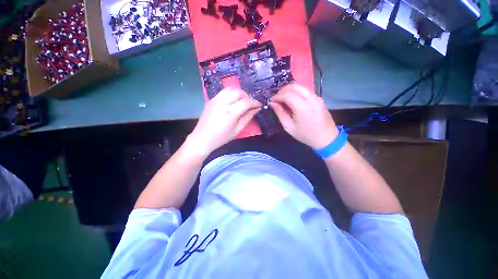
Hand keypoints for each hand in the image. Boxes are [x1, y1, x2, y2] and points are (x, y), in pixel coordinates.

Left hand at [187, 88, 261, 156]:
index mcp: (231, 112)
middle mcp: (223, 102)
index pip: (246, 102)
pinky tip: (231, 102)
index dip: (255, 103)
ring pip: (230, 89)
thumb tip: (256, 109)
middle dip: (247, 96)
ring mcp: (215, 100)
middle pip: (239, 92)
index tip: (259, 105)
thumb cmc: (221, 137)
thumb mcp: (237, 130)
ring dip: (238, 93)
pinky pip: (223, 92)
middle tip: (250, 105)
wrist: (202, 138)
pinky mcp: (211, 100)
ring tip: (241, 102)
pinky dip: (230, 94)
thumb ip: (248, 117)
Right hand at [270, 84, 338, 149]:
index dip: (277, 96)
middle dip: (283, 90)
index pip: (287, 94)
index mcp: (303, 107)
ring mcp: (316, 97)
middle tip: (277, 99)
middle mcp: (311, 98)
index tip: (272, 101)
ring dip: (289, 90)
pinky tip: (292, 100)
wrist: (326, 138)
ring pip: (300, 86)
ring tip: (283, 99)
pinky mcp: (319, 98)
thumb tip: (272, 103)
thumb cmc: (306, 135)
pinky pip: (305, 90)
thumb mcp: (289, 127)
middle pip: (294, 86)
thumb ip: (280, 113)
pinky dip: (296, 92)